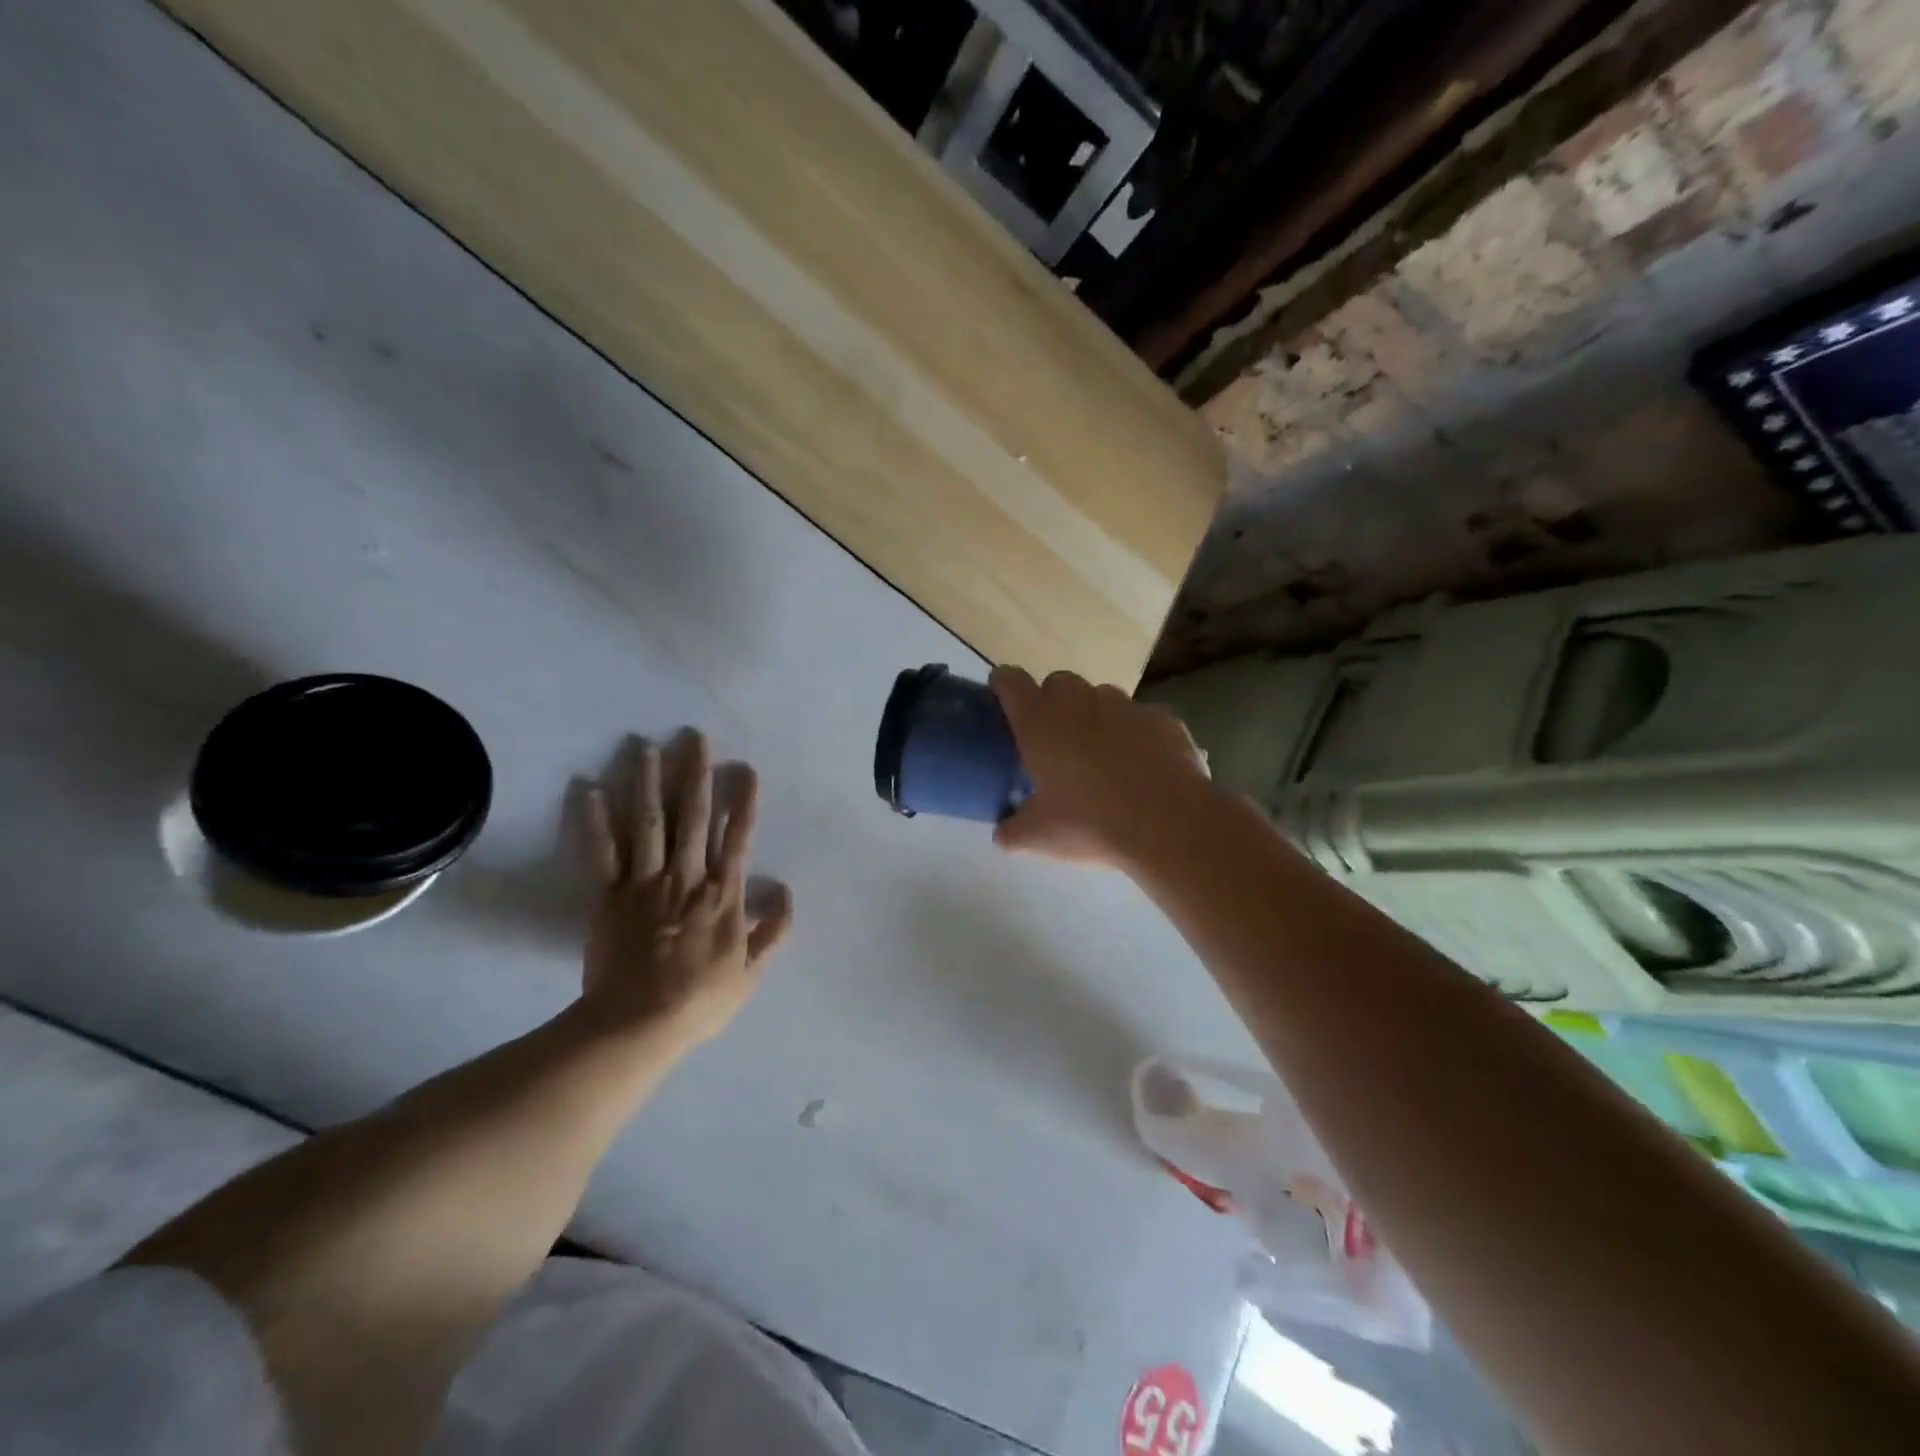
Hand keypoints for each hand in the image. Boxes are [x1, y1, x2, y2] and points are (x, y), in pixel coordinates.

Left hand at [580, 733, 793, 1043]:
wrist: (637, 1024)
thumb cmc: (699, 999)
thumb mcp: (750, 972)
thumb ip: (773, 931)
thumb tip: (785, 891)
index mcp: (722, 894)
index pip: (738, 838)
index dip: (744, 801)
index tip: (746, 768)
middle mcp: (686, 877)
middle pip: (693, 817)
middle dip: (696, 774)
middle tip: (695, 737)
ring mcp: (645, 883)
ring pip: (649, 823)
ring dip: (648, 782)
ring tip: (646, 747)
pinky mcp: (610, 895)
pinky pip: (602, 853)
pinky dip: (595, 821)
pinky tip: (589, 788)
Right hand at [990, 667, 1212, 867]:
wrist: (1168, 825)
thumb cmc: (1090, 824)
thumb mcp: (1039, 837)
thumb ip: (1012, 831)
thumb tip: (1001, 835)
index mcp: (1041, 724)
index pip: (1011, 682)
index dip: (1004, 684)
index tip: (1003, 698)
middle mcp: (1080, 704)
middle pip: (1058, 681)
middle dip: (1053, 699)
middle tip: (1055, 736)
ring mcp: (1126, 707)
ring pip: (1102, 695)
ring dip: (1095, 713)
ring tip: (1101, 750)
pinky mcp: (1164, 719)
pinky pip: (1142, 717)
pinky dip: (1136, 732)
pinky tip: (1142, 762)